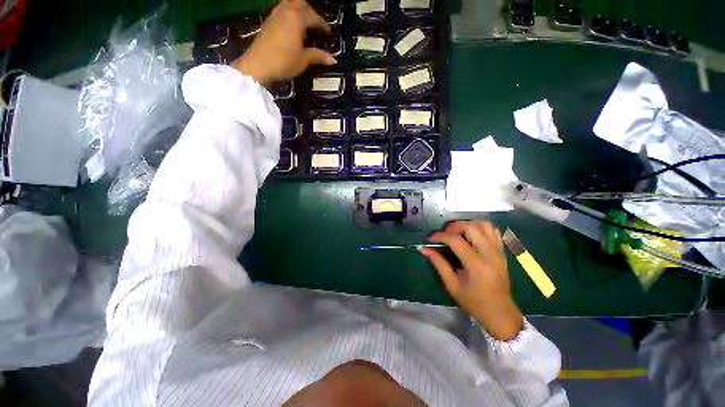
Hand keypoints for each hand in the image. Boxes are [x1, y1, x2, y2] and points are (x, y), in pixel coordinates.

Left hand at [231, 0, 336, 85]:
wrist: (258, 65)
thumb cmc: (284, 61)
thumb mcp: (304, 59)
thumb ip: (318, 56)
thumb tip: (333, 59)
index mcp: (297, 18)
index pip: (314, 17)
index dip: (323, 25)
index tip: (329, 32)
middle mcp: (286, 11)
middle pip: (301, 4)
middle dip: (311, 12)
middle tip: (316, 25)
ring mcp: (275, 15)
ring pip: (290, 4)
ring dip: (299, 11)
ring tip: (304, 25)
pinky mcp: (268, 21)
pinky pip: (282, 11)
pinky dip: (290, 15)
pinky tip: (292, 28)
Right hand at [420, 221, 523, 340]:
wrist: (499, 312)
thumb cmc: (473, 301)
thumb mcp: (451, 284)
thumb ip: (438, 263)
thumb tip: (424, 249)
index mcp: (476, 265)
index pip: (456, 240)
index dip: (440, 236)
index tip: (430, 239)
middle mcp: (490, 254)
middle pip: (471, 227)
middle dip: (453, 227)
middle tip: (444, 235)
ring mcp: (498, 251)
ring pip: (484, 224)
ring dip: (467, 224)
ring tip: (457, 233)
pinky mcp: (502, 251)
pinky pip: (493, 230)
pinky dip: (480, 227)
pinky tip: (471, 234)